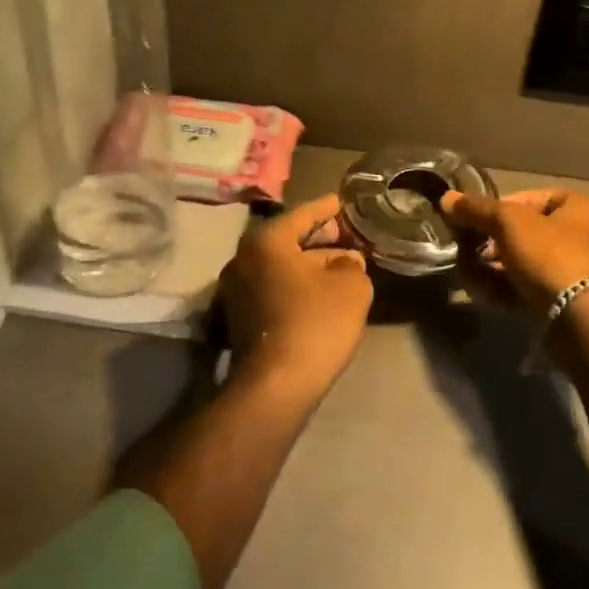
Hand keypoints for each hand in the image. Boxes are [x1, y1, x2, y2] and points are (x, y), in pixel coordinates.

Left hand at [219, 194, 372, 402]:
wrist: (275, 387)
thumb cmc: (314, 323)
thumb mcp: (351, 287)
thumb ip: (352, 264)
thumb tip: (346, 262)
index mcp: (266, 240)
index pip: (304, 213)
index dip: (329, 207)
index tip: (345, 201)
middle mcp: (243, 258)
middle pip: (289, 238)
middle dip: (321, 237)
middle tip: (349, 235)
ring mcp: (236, 290)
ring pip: (282, 265)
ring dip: (310, 263)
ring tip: (343, 265)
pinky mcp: (239, 317)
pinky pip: (274, 287)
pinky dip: (297, 284)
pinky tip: (322, 292)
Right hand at [439, 188, 588, 312]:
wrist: (581, 320)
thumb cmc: (550, 255)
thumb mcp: (509, 222)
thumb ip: (476, 209)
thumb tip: (446, 198)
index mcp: (577, 209)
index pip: (529, 198)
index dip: (498, 206)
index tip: (474, 219)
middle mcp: (577, 237)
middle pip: (521, 232)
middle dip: (488, 241)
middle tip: (466, 248)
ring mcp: (568, 273)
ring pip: (519, 262)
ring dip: (488, 266)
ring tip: (466, 272)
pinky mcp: (559, 303)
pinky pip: (523, 288)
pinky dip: (500, 287)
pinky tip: (478, 291)